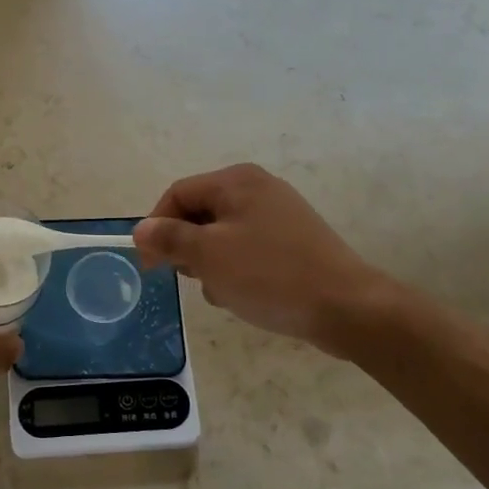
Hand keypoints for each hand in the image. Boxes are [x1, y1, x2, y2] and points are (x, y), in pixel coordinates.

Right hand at [133, 164, 394, 349]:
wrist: (347, 307)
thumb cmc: (270, 275)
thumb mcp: (209, 256)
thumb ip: (170, 238)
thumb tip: (141, 229)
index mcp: (236, 181)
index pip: (178, 194)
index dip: (156, 227)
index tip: (150, 265)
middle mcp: (257, 188)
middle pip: (200, 213)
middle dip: (188, 248)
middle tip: (193, 279)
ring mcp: (279, 214)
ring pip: (222, 236)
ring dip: (212, 265)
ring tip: (226, 292)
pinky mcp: (293, 241)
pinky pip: (248, 250)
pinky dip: (238, 270)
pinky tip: (247, 295)